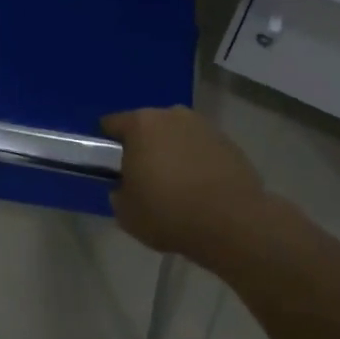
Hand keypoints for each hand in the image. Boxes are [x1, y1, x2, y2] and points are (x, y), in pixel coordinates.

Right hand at [103, 106, 266, 262]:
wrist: (233, 223)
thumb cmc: (170, 214)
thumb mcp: (127, 213)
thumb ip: (119, 193)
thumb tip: (125, 187)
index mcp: (140, 125)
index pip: (112, 123)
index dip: (107, 144)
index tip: (110, 166)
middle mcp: (170, 115)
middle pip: (147, 126)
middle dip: (143, 147)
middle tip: (144, 178)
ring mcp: (202, 126)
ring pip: (176, 135)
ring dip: (172, 152)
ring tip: (177, 186)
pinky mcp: (227, 141)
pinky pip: (201, 148)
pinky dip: (197, 162)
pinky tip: (201, 189)